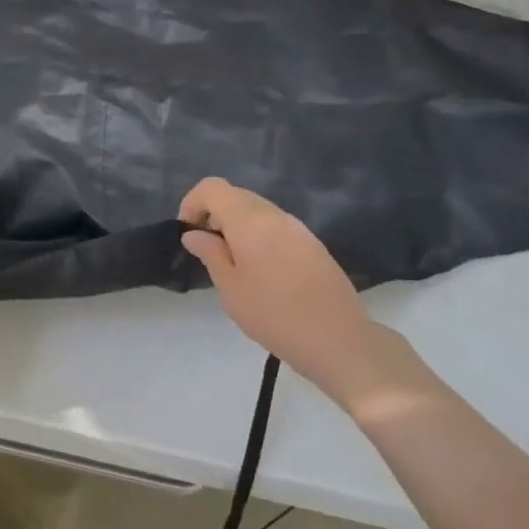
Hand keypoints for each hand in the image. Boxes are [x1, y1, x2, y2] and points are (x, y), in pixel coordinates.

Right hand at [179, 178, 391, 401]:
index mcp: (249, 220)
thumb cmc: (273, 315)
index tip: (188, 233)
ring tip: (232, 263)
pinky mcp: (313, 244)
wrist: (339, 340)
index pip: (212, 187)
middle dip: (213, 214)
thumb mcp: (230, 288)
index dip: (193, 203)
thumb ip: (210, 253)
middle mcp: (274, 214)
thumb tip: (194, 233)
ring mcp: (298, 228)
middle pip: (235, 195)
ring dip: (237, 226)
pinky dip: (258, 235)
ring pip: (257, 210)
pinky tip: (261, 271)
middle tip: (207, 250)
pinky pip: (276, 226)